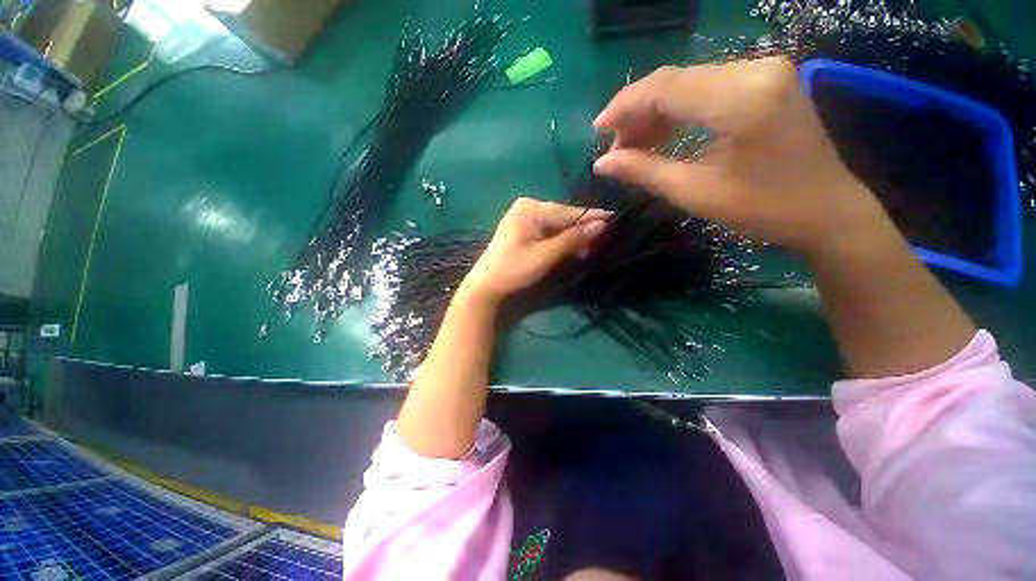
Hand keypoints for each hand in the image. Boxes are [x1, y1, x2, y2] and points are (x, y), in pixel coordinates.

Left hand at [460, 198, 609, 303]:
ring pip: (556, 226)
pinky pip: (547, 232)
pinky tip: (571, 248)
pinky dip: (560, 241)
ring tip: (588, 249)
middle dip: (580, 231)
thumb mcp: (545, 255)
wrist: (485, 287)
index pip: (568, 212)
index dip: (591, 217)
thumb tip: (602, 225)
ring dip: (571, 238)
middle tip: (601, 243)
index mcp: (530, 208)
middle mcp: (527, 207)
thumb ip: (573, 239)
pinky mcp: (522, 231)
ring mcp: (523, 219)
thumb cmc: (514, 269)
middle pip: (562, 218)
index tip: (615, 219)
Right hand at [593, 57, 889, 258]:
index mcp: (741, 99)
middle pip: (675, 81)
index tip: (597, 130)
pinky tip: (663, 135)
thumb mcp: (695, 192)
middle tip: (616, 149)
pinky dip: (680, 111)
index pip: (665, 88)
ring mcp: (765, 70)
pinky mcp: (767, 80)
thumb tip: (603, 163)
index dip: (624, 106)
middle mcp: (756, 69)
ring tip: (635, 147)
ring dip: (656, 113)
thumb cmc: (763, 209)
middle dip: (638, 114)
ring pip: (689, 83)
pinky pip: (708, 88)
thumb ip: (644, 171)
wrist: (827, 211)